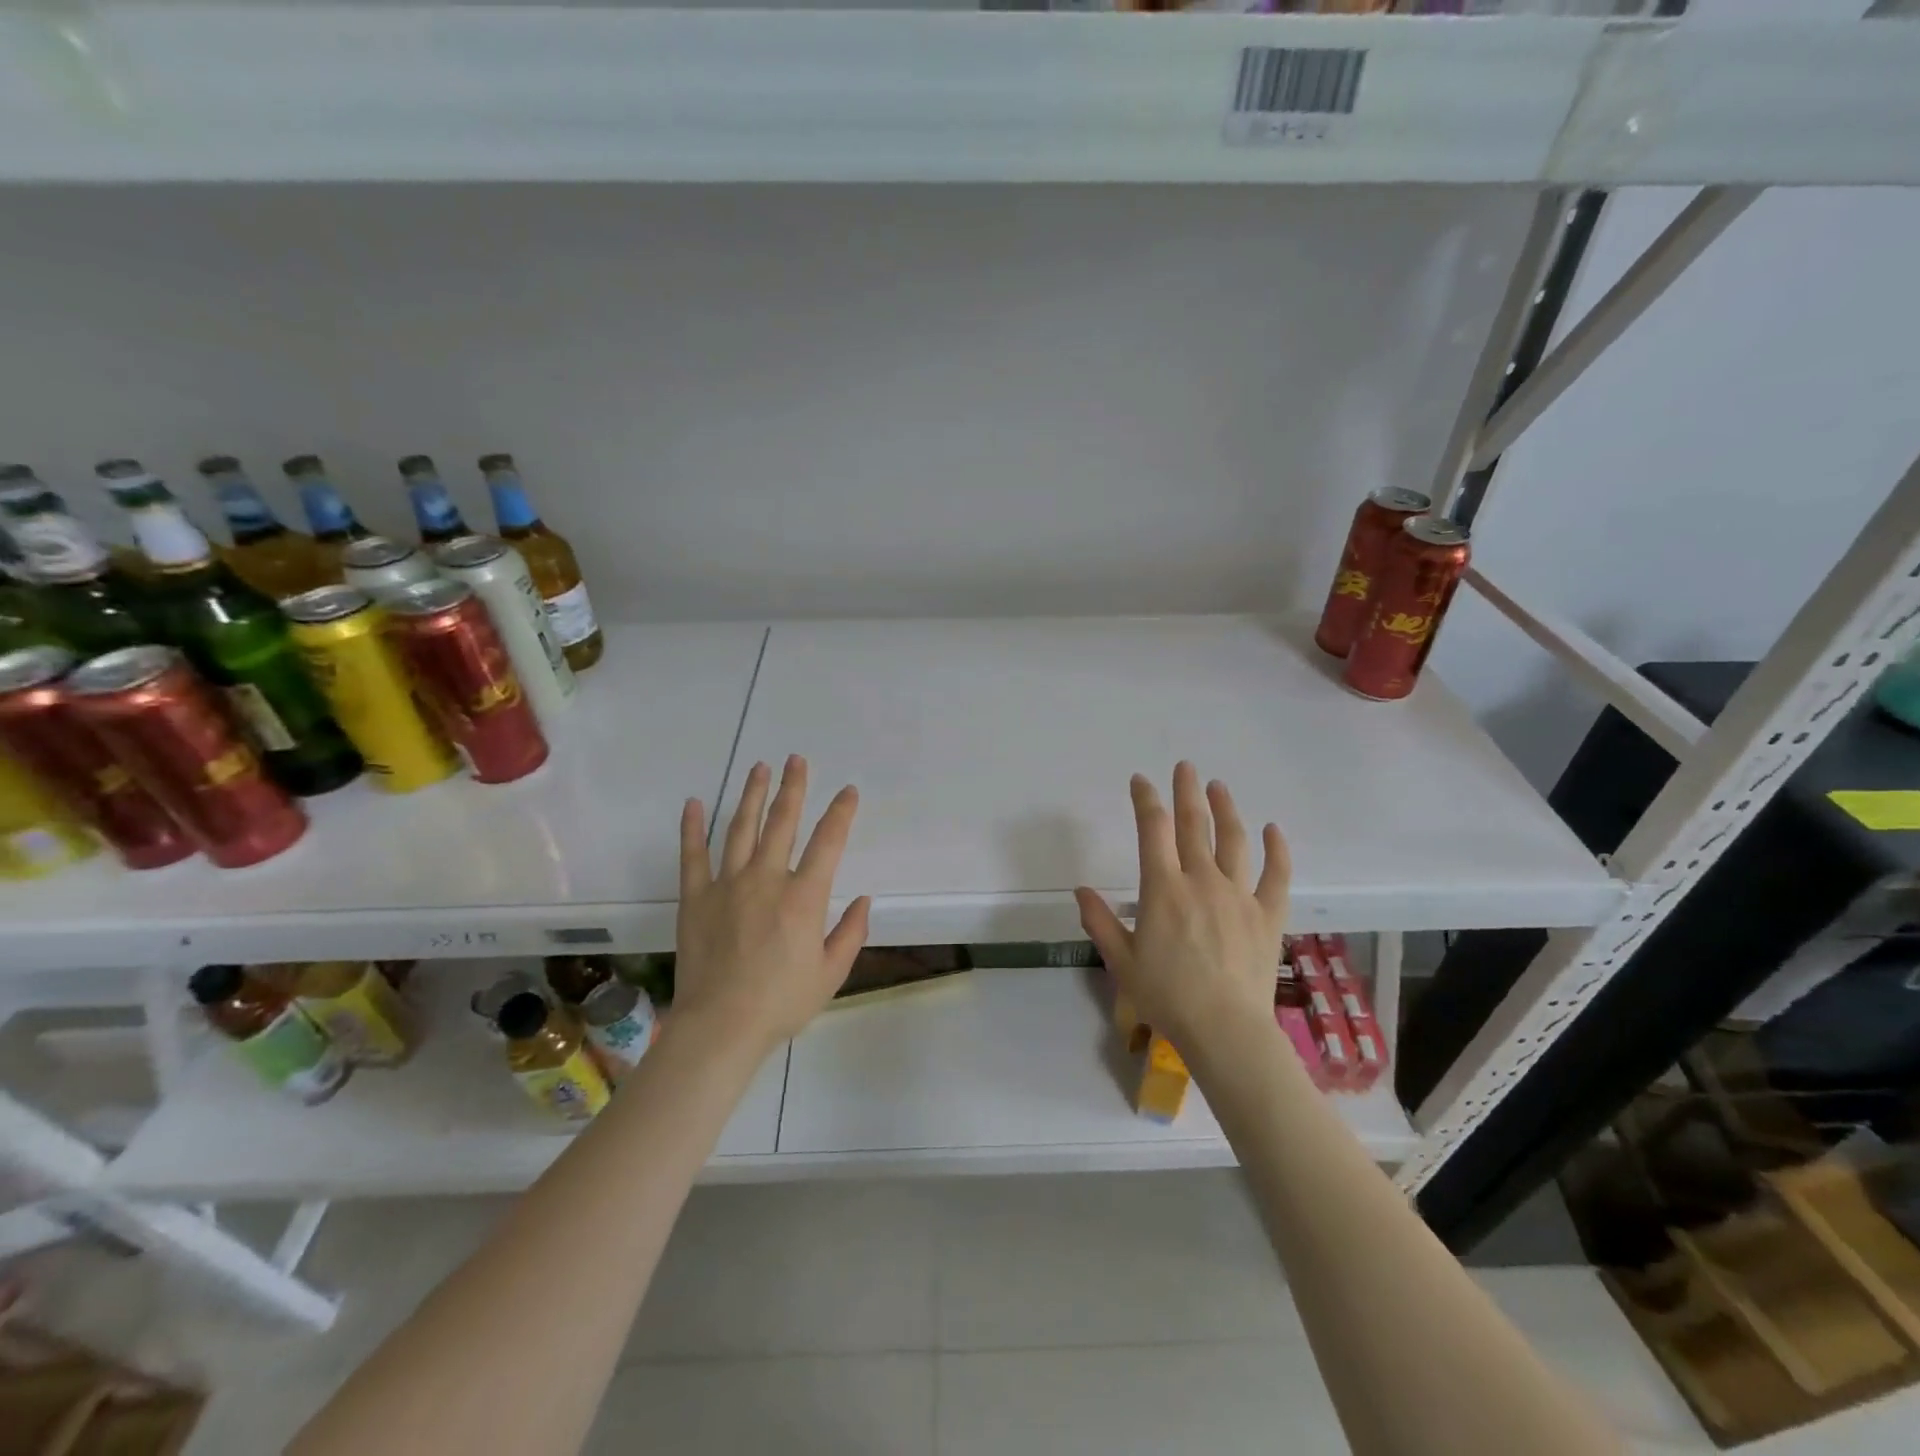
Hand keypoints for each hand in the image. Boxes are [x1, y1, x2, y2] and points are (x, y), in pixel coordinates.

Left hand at [675, 755, 871, 1052]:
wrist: (720, 1026)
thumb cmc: (782, 1002)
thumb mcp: (831, 973)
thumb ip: (851, 933)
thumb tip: (864, 899)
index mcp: (804, 897)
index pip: (828, 842)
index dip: (841, 813)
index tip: (848, 791)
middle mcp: (767, 879)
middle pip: (782, 822)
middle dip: (792, 787)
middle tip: (796, 760)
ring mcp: (728, 884)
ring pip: (741, 828)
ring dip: (751, 795)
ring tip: (759, 768)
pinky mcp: (696, 897)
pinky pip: (694, 854)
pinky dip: (693, 827)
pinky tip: (693, 803)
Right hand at [1075, 763, 1289, 1055]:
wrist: (1225, 1030)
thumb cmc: (1167, 996)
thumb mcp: (1122, 961)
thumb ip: (1100, 922)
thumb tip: (1081, 891)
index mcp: (1163, 889)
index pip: (1153, 831)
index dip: (1147, 801)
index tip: (1142, 781)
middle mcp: (1201, 881)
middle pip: (1194, 825)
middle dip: (1187, 792)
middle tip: (1185, 767)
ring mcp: (1238, 895)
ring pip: (1233, 841)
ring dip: (1226, 809)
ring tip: (1219, 787)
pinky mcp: (1267, 915)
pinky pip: (1276, 875)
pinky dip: (1276, 849)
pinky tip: (1273, 829)